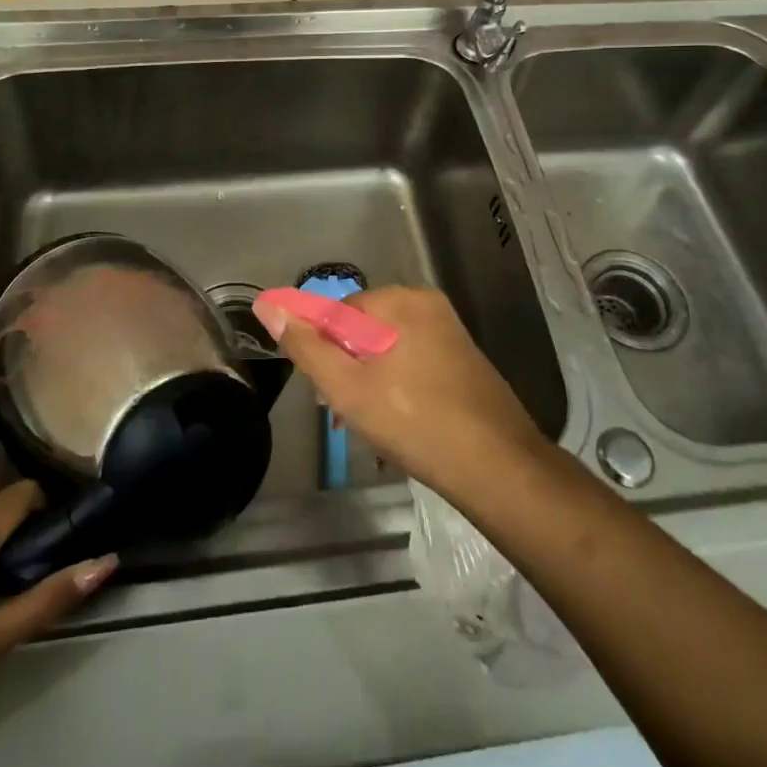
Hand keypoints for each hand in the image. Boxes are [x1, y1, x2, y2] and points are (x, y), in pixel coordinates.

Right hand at [253, 286, 545, 502]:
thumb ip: (306, 347)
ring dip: (369, 384)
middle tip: (345, 416)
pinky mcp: (461, 358)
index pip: (336, 314)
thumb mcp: (348, 388)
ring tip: (371, 428)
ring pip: (386, 350)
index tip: (326, 396)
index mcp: (401, 300)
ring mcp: (448, 331)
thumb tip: (268, 305)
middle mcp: (426, 304)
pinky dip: (397, 387)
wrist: (497, 467)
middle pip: (361, 330)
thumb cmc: (415, 422)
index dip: (324, 354)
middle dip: (346, 370)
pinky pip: (412, 362)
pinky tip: (398, 425)